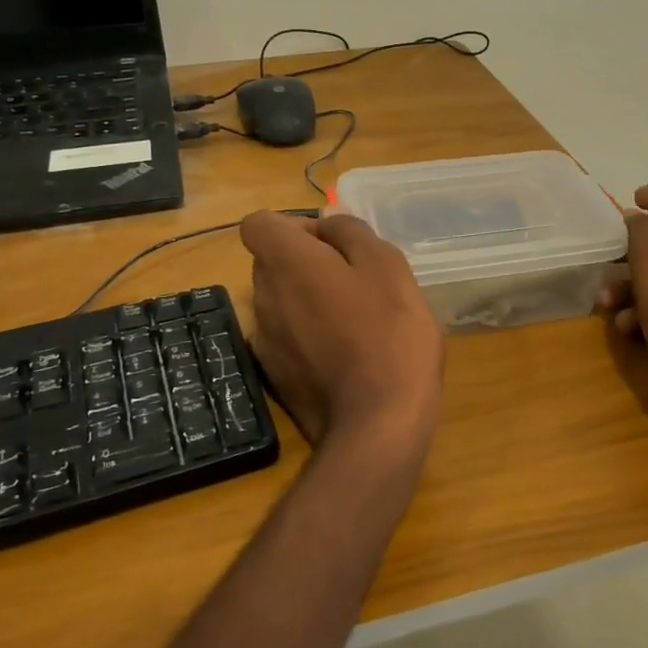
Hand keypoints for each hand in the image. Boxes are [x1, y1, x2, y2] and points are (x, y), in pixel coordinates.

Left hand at [239, 210, 443, 449]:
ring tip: (358, 320)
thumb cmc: (389, 333)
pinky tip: (347, 354)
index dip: (293, 225)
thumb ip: (352, 233)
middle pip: (272, 262)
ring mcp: (265, 340)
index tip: (332, 244)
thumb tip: (328, 223)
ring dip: (309, 299)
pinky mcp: (275, 375)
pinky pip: (288, 337)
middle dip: (308, 262)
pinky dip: (309, 335)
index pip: (258, 223)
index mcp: (286, 263)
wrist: (377, 424)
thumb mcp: (387, 265)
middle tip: (357, 281)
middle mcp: (263, 296)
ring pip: (281, 300)